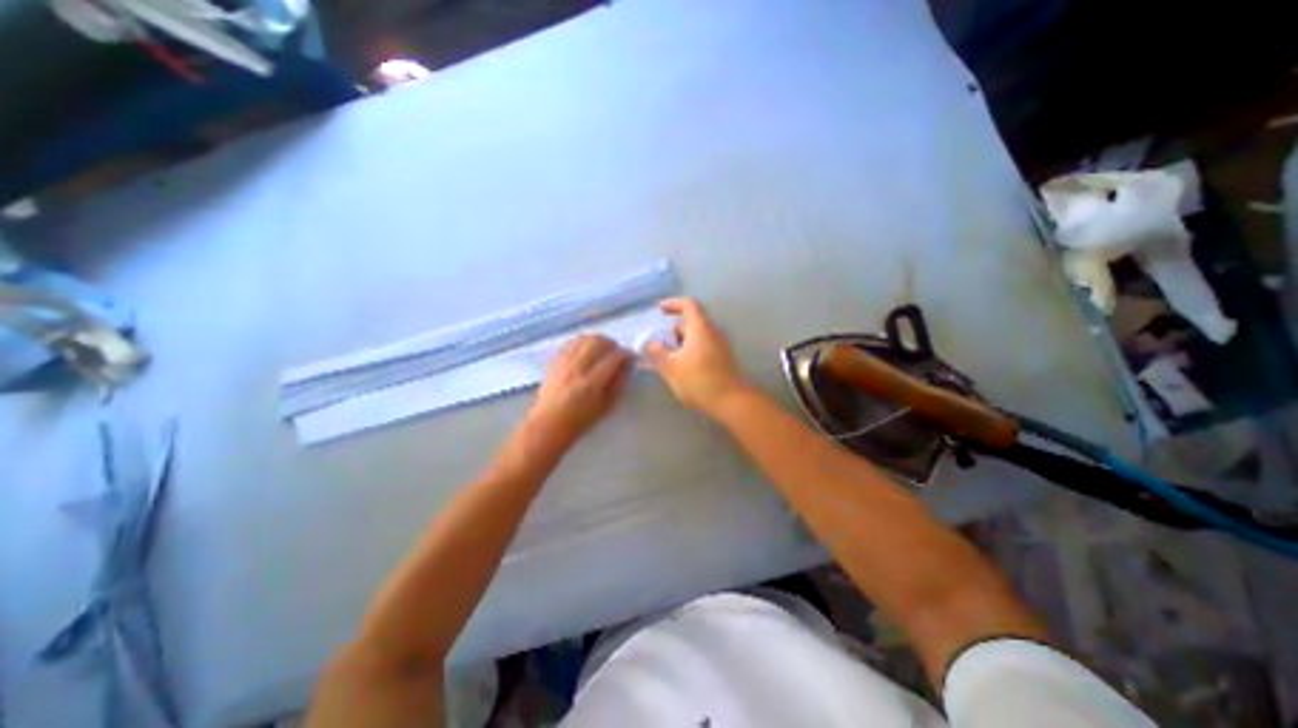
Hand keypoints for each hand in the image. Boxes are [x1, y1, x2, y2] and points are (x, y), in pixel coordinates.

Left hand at [522, 334, 630, 447]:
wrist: (548, 423)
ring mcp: (563, 362)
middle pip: (598, 342)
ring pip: (584, 338)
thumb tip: (626, 365)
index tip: (631, 358)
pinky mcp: (554, 360)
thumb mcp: (606, 406)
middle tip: (617, 354)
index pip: (613, 358)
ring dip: (598, 341)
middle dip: (612, 345)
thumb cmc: (580, 420)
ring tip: (603, 350)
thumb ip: (618, 383)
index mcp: (591, 383)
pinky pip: (571, 342)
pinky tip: (587, 350)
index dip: (626, 354)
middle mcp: (576, 369)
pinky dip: (583, 342)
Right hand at [640, 296, 752, 413]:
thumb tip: (650, 343)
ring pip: (697, 337)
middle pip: (692, 322)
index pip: (688, 305)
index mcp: (700, 328)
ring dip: (681, 343)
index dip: (673, 304)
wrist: (730, 401)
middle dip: (673, 330)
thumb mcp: (671, 367)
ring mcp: (720, 346)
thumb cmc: (698, 380)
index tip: (660, 310)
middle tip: (658, 342)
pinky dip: (689, 351)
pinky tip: (680, 367)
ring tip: (666, 357)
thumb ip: (657, 353)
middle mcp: (713, 332)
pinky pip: (703, 348)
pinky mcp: (723, 360)